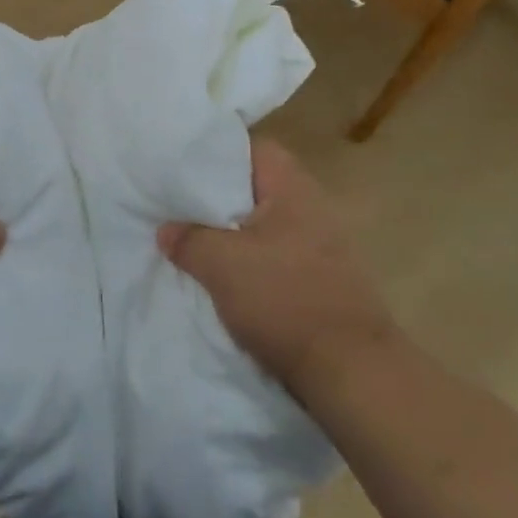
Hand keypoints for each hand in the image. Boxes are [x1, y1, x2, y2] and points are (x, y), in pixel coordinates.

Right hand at [158, 137, 395, 395]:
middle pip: (256, 186)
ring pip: (264, 223)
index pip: (251, 147)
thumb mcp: (220, 264)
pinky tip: (225, 275)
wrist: (350, 370)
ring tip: (194, 240)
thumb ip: (188, 239)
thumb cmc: (284, 299)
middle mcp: (313, 206)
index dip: (215, 152)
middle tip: (178, 204)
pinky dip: (250, 259)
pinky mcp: (323, 277)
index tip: (181, 165)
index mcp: (292, 187)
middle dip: (217, 196)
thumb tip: (167, 230)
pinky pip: (276, 253)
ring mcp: (322, 243)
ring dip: (232, 232)